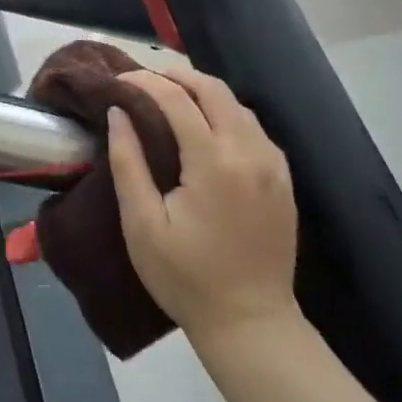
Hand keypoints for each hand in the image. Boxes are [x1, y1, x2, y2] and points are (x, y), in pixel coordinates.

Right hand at [108, 65, 299, 342]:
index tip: (119, 79)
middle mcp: (249, 153)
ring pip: (237, 104)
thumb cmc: (186, 277)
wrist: (251, 325)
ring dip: (202, 92)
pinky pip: (253, 127)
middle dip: (176, 76)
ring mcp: (272, 165)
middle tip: (144, 81)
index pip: (177, 99)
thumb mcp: (142, 224)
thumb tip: (118, 112)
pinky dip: (226, 113)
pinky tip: (206, 126)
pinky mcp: (283, 179)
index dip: (145, 81)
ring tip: (170, 98)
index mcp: (213, 162)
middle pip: (213, 90)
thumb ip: (128, 162)